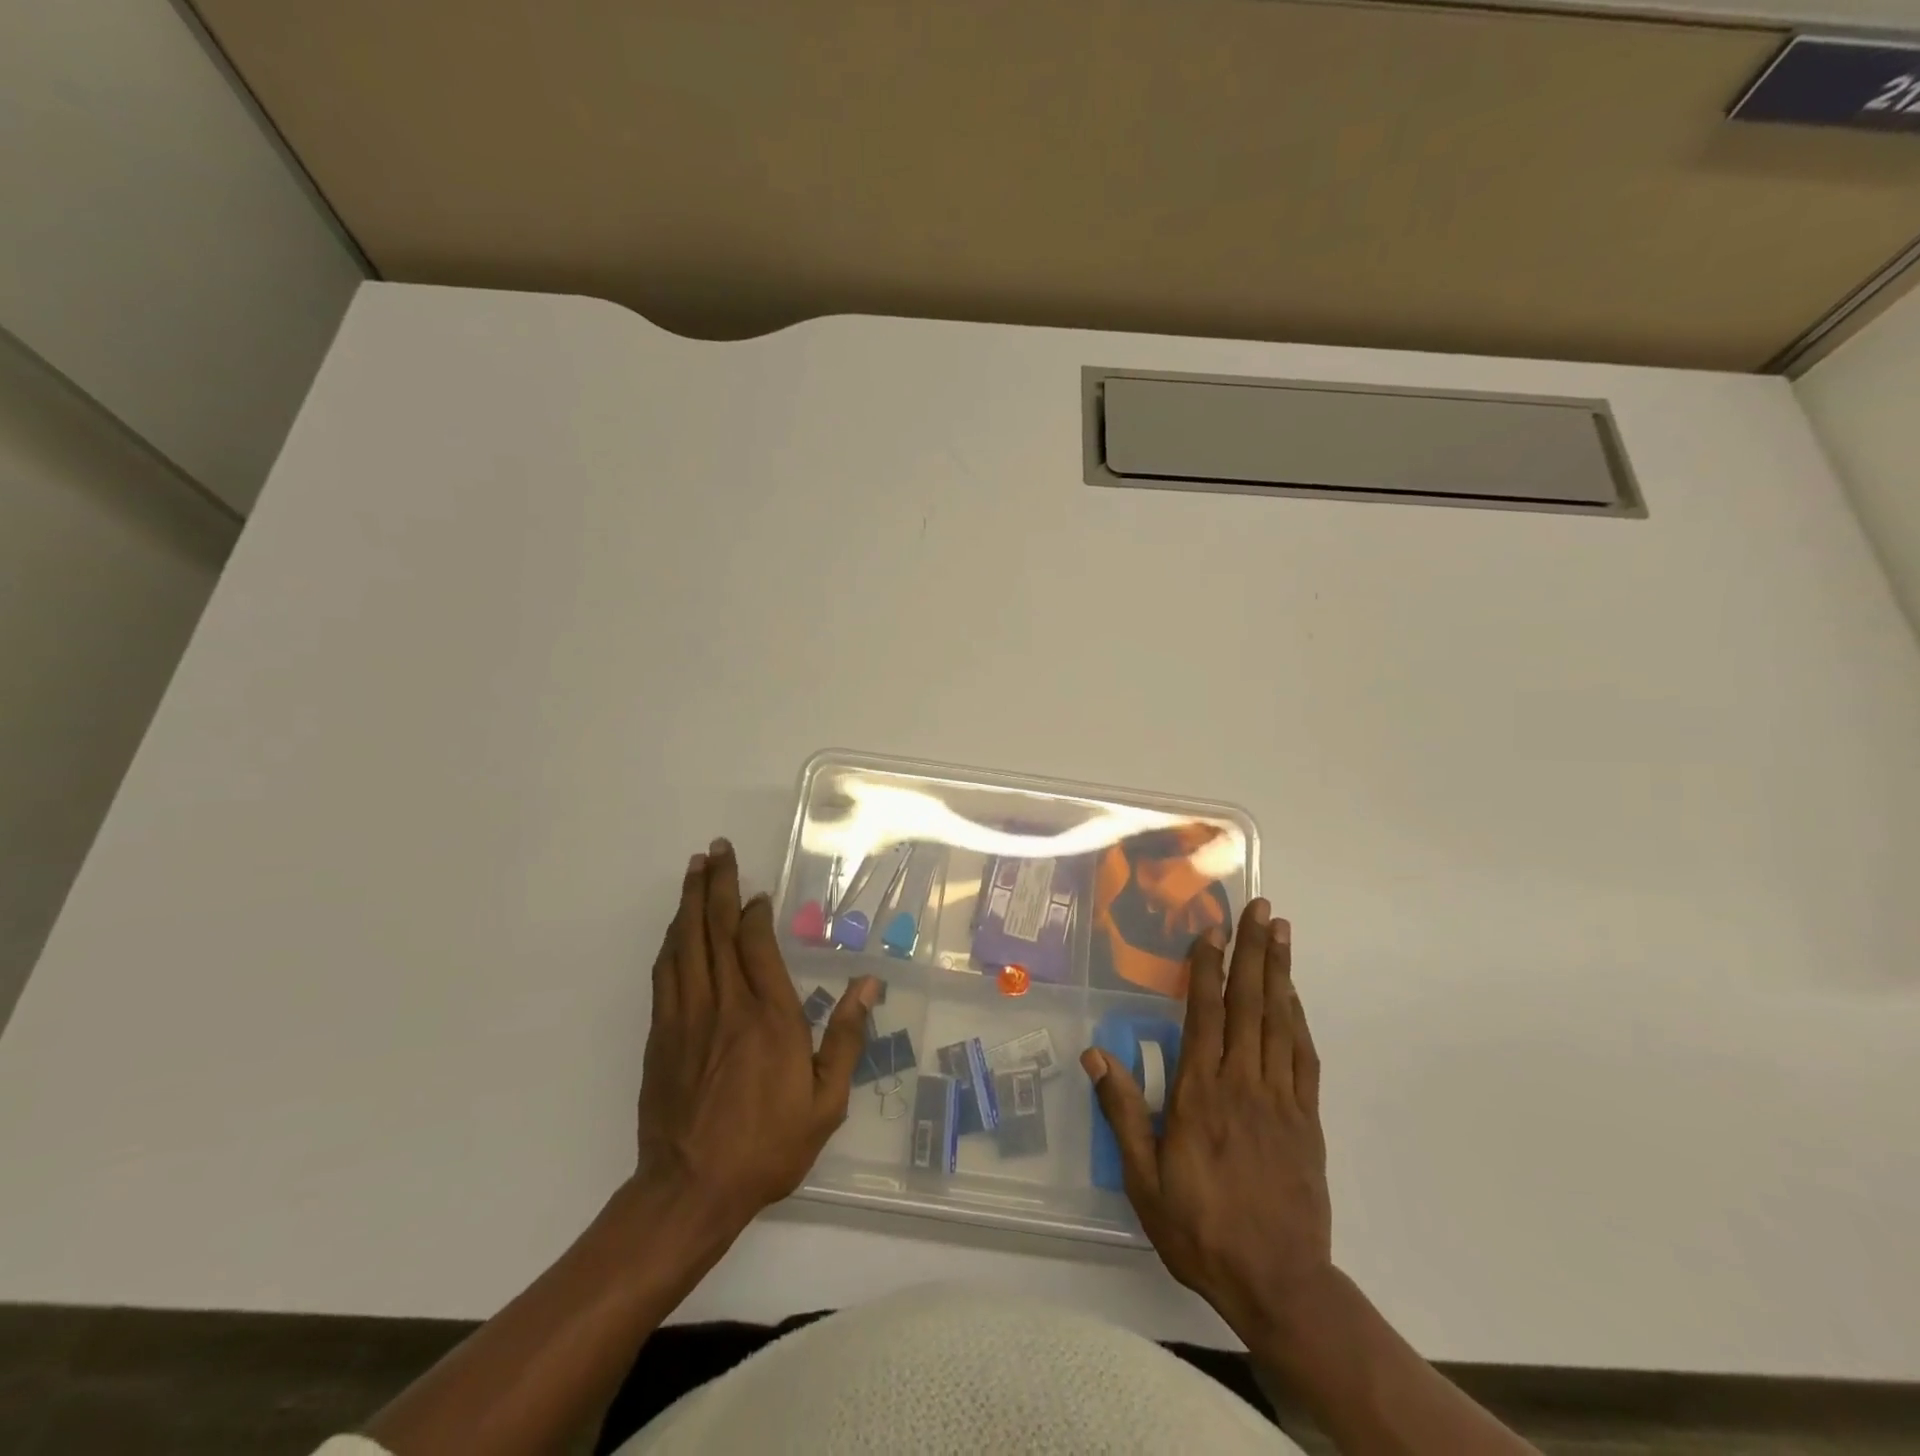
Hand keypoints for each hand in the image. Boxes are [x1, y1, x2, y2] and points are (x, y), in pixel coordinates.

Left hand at [636, 839, 878, 1231]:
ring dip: (690, 902)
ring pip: (685, 944)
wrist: (690, 1191)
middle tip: (716, 849)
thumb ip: (846, 1037)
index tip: (757, 892)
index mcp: (769, 1016)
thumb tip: (870, 984)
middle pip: (715, 930)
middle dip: (717, 885)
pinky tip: (676, 927)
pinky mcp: (661, 1034)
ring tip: (695, 869)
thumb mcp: (825, 1101)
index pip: (755, 944)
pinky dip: (672, 941)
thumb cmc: (767, 1146)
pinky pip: (665, 973)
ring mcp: (687, 1017)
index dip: (753, 911)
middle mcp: (725, 1004)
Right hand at [1082, 899, 1331, 1341]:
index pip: (1205, 1015)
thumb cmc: (1200, 1229)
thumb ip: (1121, 1112)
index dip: (1208, 968)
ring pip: (1280, 1021)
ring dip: (1280, 972)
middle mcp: (1242, 1083)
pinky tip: (1293, 996)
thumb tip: (1094, 1054)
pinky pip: (1302, 1055)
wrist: (1279, 1283)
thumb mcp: (1144, 1180)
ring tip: (1281, 932)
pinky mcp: (1305, 1118)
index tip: (1211, 930)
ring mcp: (1279, 1098)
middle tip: (1260, 908)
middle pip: (1249, 1004)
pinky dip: (1298, 1018)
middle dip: (1253, 951)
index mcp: (1200, 1094)